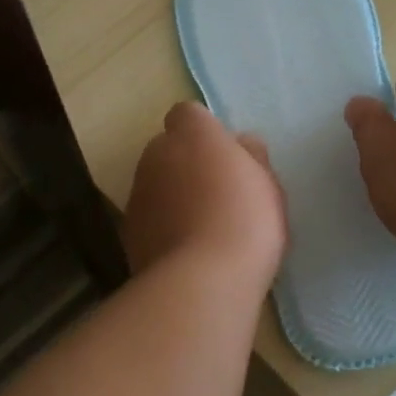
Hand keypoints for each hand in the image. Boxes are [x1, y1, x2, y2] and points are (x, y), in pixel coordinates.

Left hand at [124, 103, 286, 285]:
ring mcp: (137, 193)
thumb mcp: (268, 186)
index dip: (205, 133)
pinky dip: (162, 226)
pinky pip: (148, 217)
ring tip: (201, 229)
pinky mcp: (128, 230)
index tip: (224, 158)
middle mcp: (156, 155)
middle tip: (217, 195)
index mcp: (193, 135)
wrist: (202, 281)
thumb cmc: (246, 223)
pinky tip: (185, 252)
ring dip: (172, 196)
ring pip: (155, 184)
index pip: (188, 114)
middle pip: (167, 149)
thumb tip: (240, 144)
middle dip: (186, 164)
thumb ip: (251, 157)